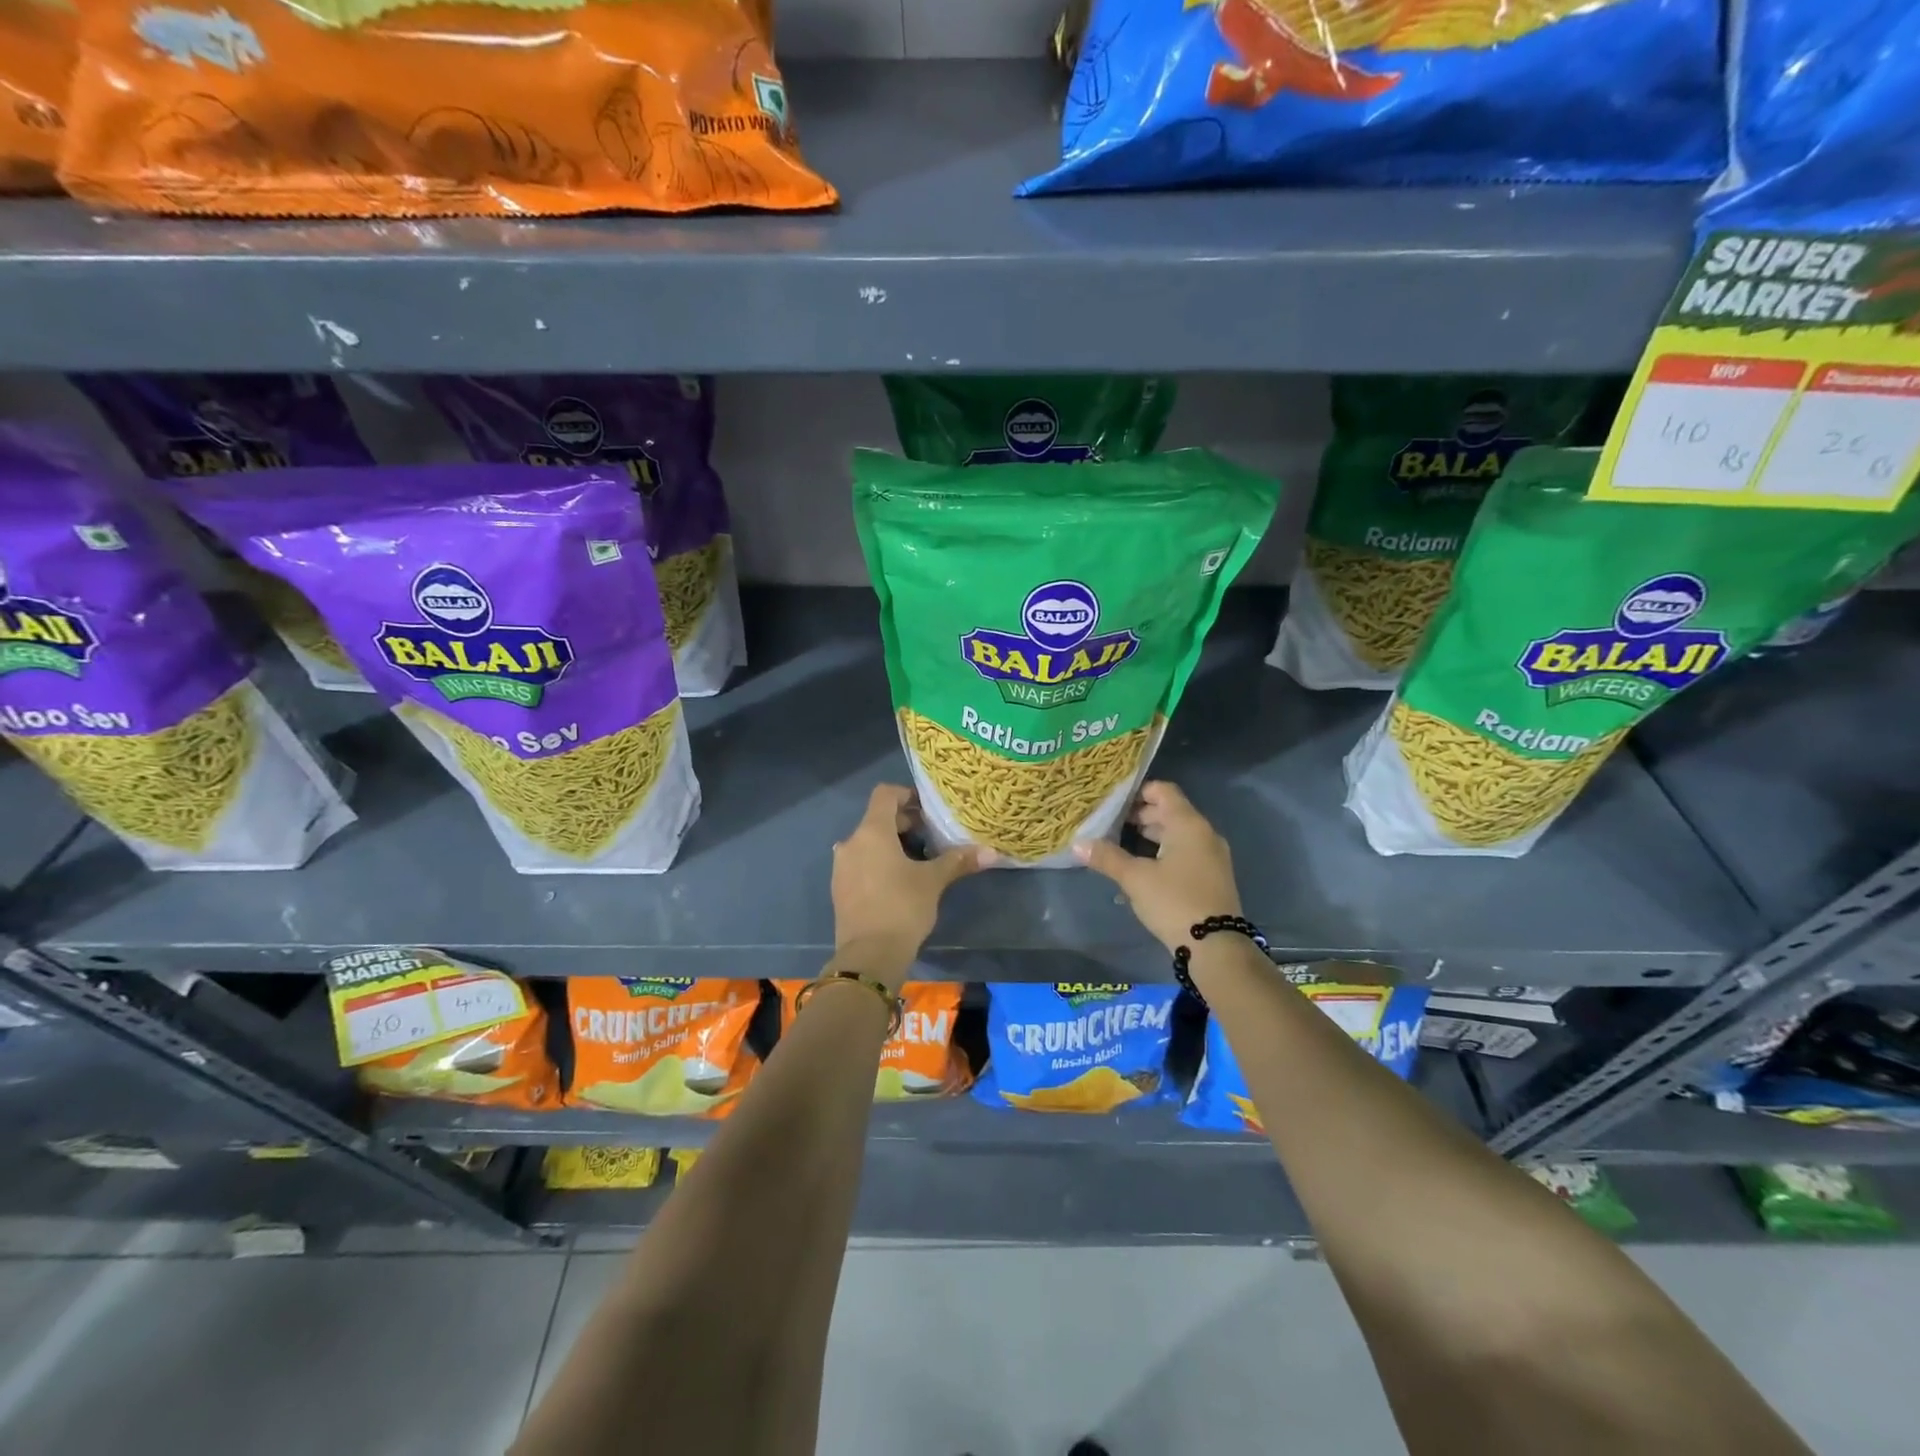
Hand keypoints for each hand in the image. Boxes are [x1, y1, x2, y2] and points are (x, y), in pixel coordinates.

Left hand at [831, 785, 993, 988]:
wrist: (869, 956)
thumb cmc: (902, 908)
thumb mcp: (933, 881)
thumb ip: (958, 861)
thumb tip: (992, 852)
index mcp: (871, 832)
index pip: (885, 794)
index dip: (907, 795)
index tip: (928, 809)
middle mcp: (851, 843)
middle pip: (877, 819)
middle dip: (905, 823)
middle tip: (932, 836)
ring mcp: (841, 867)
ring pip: (869, 843)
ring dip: (892, 845)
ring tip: (919, 860)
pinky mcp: (840, 889)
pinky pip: (861, 863)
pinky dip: (879, 863)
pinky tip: (899, 882)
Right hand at [1075, 781, 1241, 952]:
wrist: (1216, 946)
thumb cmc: (1174, 901)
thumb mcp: (1135, 878)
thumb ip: (1107, 857)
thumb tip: (1077, 843)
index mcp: (1188, 824)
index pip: (1163, 791)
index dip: (1138, 791)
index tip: (1113, 801)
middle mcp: (1204, 834)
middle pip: (1170, 812)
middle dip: (1139, 816)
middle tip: (1110, 824)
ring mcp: (1211, 856)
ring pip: (1177, 834)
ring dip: (1150, 836)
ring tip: (1120, 844)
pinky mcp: (1212, 877)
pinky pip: (1185, 852)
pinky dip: (1163, 852)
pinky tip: (1141, 868)